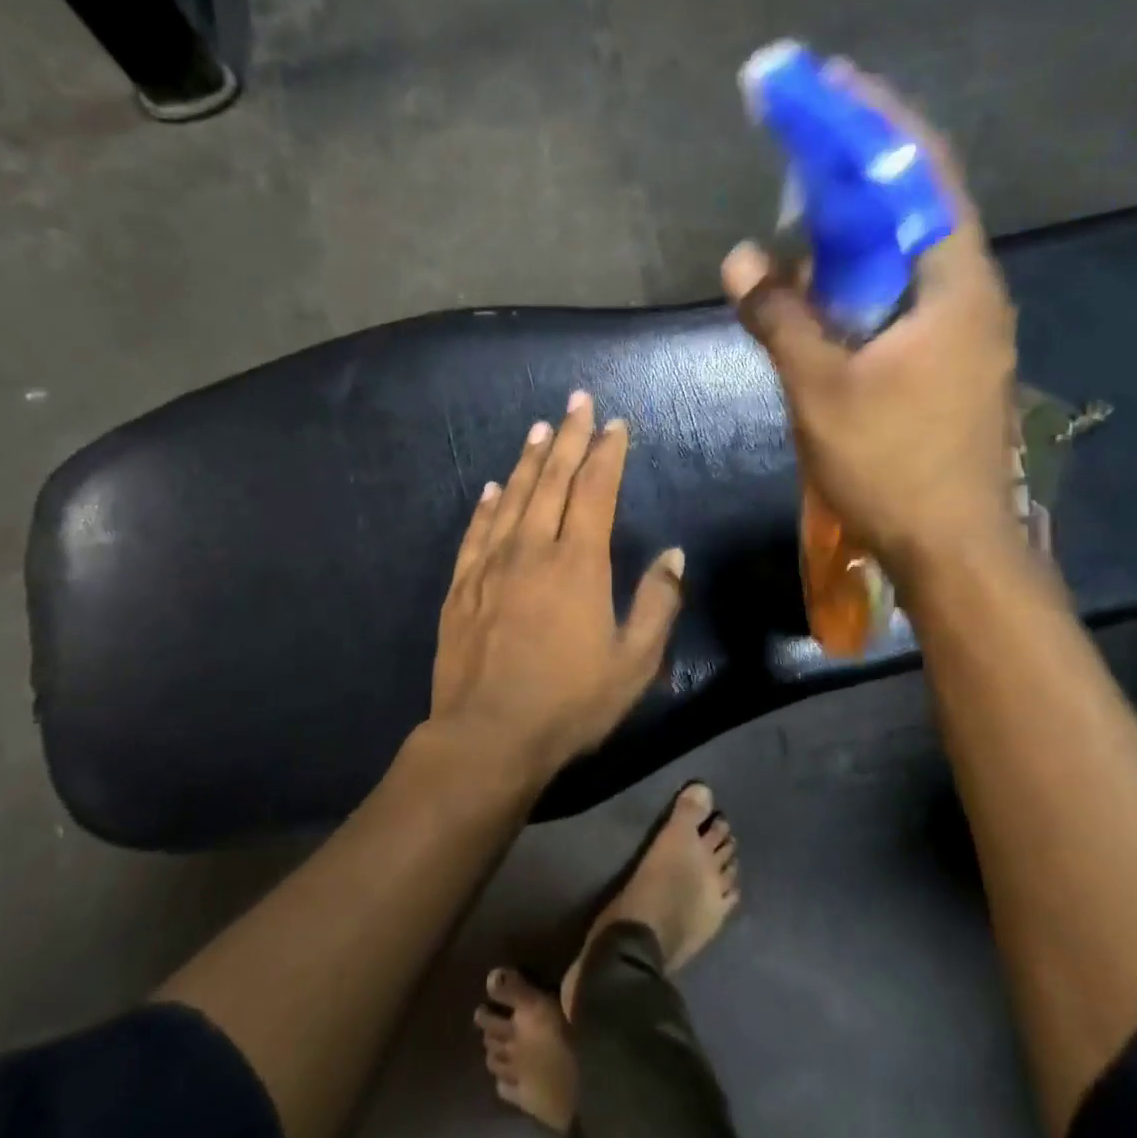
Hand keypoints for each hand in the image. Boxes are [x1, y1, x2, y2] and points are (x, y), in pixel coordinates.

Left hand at [430, 392, 684, 776]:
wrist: (487, 737)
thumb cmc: (570, 703)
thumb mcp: (634, 663)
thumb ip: (657, 603)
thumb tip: (674, 555)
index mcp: (578, 563)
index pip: (595, 490)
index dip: (607, 453)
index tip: (615, 424)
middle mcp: (532, 549)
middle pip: (552, 479)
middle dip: (568, 436)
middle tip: (577, 400)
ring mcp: (491, 565)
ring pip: (513, 497)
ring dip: (529, 459)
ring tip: (540, 427)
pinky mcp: (462, 586)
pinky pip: (476, 532)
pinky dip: (488, 504)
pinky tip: (494, 487)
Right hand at [722, 63, 1019, 588]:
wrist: (953, 546)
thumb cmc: (892, 464)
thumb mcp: (821, 390)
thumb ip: (779, 318)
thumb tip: (739, 259)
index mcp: (954, 285)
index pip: (921, 175)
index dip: (876, 123)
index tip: (832, 84)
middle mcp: (971, 295)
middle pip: (919, 207)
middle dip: (863, 170)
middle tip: (806, 147)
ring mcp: (966, 332)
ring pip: (910, 257)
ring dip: (861, 230)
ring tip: (806, 214)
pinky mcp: (952, 364)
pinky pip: (905, 298)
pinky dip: (865, 279)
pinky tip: (827, 291)